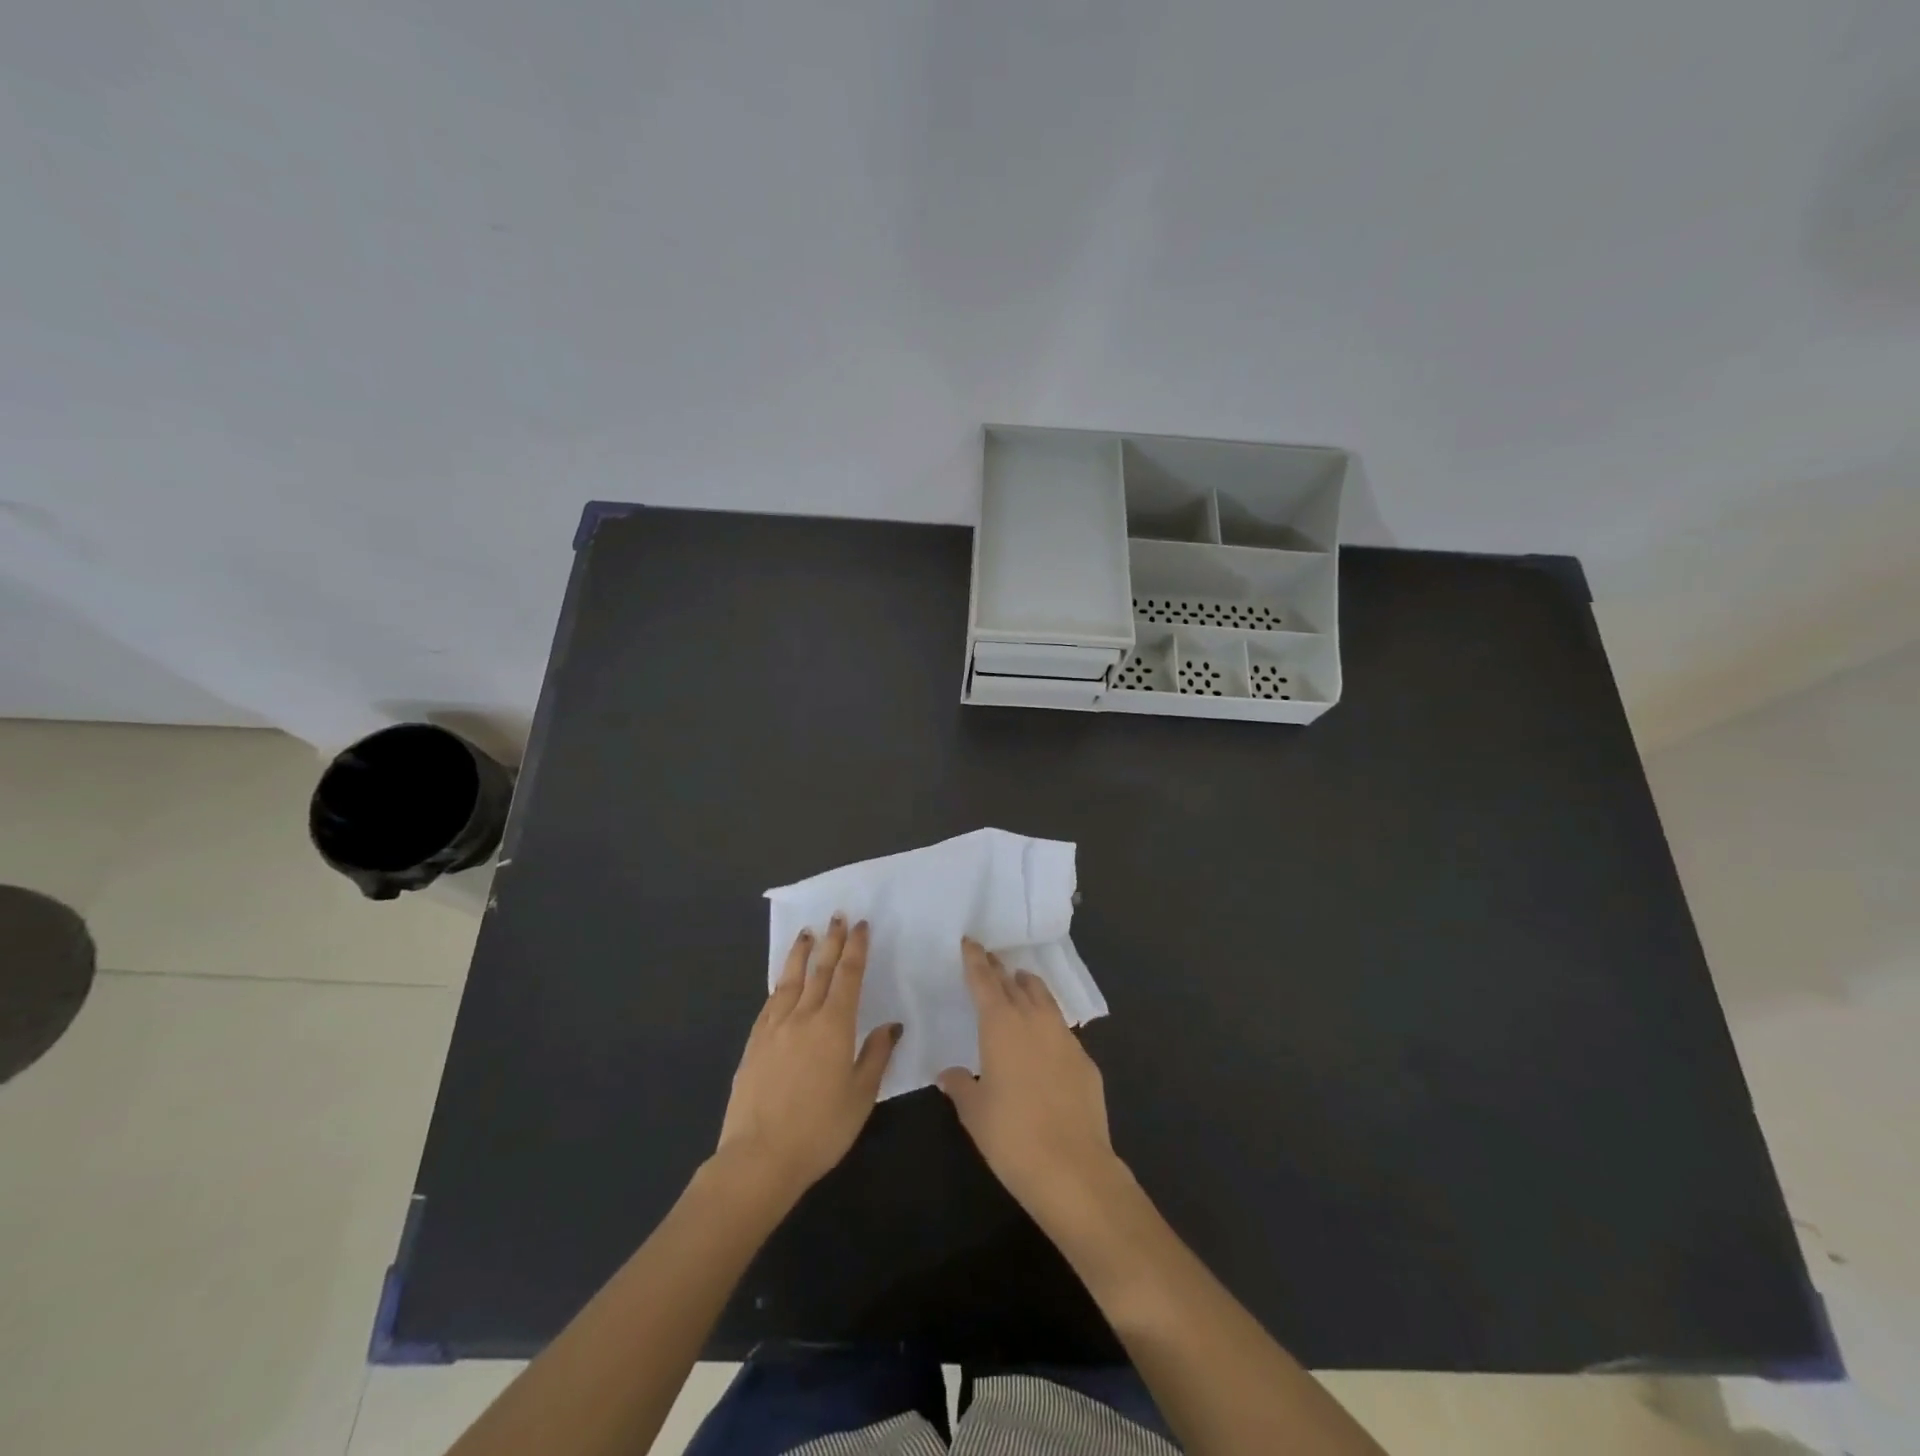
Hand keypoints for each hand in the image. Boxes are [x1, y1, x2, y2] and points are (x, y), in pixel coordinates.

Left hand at [716, 916, 900, 1201]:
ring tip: (807, 933)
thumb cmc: (820, 1130)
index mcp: (834, 1026)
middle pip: (820, 970)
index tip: (861, 926)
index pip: (848, 976)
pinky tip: (782, 981)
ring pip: (790, 979)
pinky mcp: (754, 1043)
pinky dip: (780, 984)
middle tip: (838, 916)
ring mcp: (774, 1028)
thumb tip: (890, 1026)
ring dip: (801, 953)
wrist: (759, 1157)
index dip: (856, 949)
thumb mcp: (861, 1096)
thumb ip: (875, 1056)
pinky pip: (770, 1002)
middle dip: (831, 941)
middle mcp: (803, 1017)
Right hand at [938, 938, 1124, 1225]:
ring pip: (1043, 998)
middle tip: (990, 960)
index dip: (976, 960)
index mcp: (1001, 1025)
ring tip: (1018, 984)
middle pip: (1014, 983)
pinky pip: (1061, 1028)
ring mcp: (1064, 1037)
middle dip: (1000, 970)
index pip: (985, 981)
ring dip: (1028, 987)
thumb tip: (949, 1072)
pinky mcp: (1085, 1059)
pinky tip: (1043, 1038)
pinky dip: (1047, 1022)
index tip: (970, 942)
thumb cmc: (1011, 1137)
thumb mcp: (974, 1112)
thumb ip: (960, 1085)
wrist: (1073, 1169)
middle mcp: (1034, 1020)